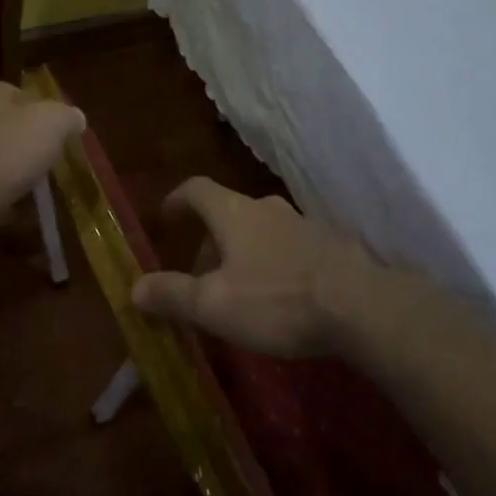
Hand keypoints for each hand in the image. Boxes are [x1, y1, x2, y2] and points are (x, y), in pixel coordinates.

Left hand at [0, 81, 83, 244]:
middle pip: (1, 127)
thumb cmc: (3, 150)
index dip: (43, 115)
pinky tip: (7, 215)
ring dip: (5, 174)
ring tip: (29, 196)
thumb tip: (75, 119)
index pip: (20, 95)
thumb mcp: (52, 124)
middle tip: (45, 168)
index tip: (58, 139)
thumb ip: (67, 117)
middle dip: (22, 146)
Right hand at [131, 176, 380, 356]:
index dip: (176, 201)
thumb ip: (173, 294)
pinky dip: (272, 265)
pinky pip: (288, 248)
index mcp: (234, 213)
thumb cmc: (277, 300)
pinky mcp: (330, 245)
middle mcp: (267, 208)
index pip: (196, 189)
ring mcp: (303, 224)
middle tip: (199, 280)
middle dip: (208, 243)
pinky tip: (280, 299)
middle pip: (228, 214)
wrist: (361, 305)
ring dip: (241, 255)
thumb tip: (134, 288)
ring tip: (238, 295)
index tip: (164, 220)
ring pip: (260, 232)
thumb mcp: (214, 305)